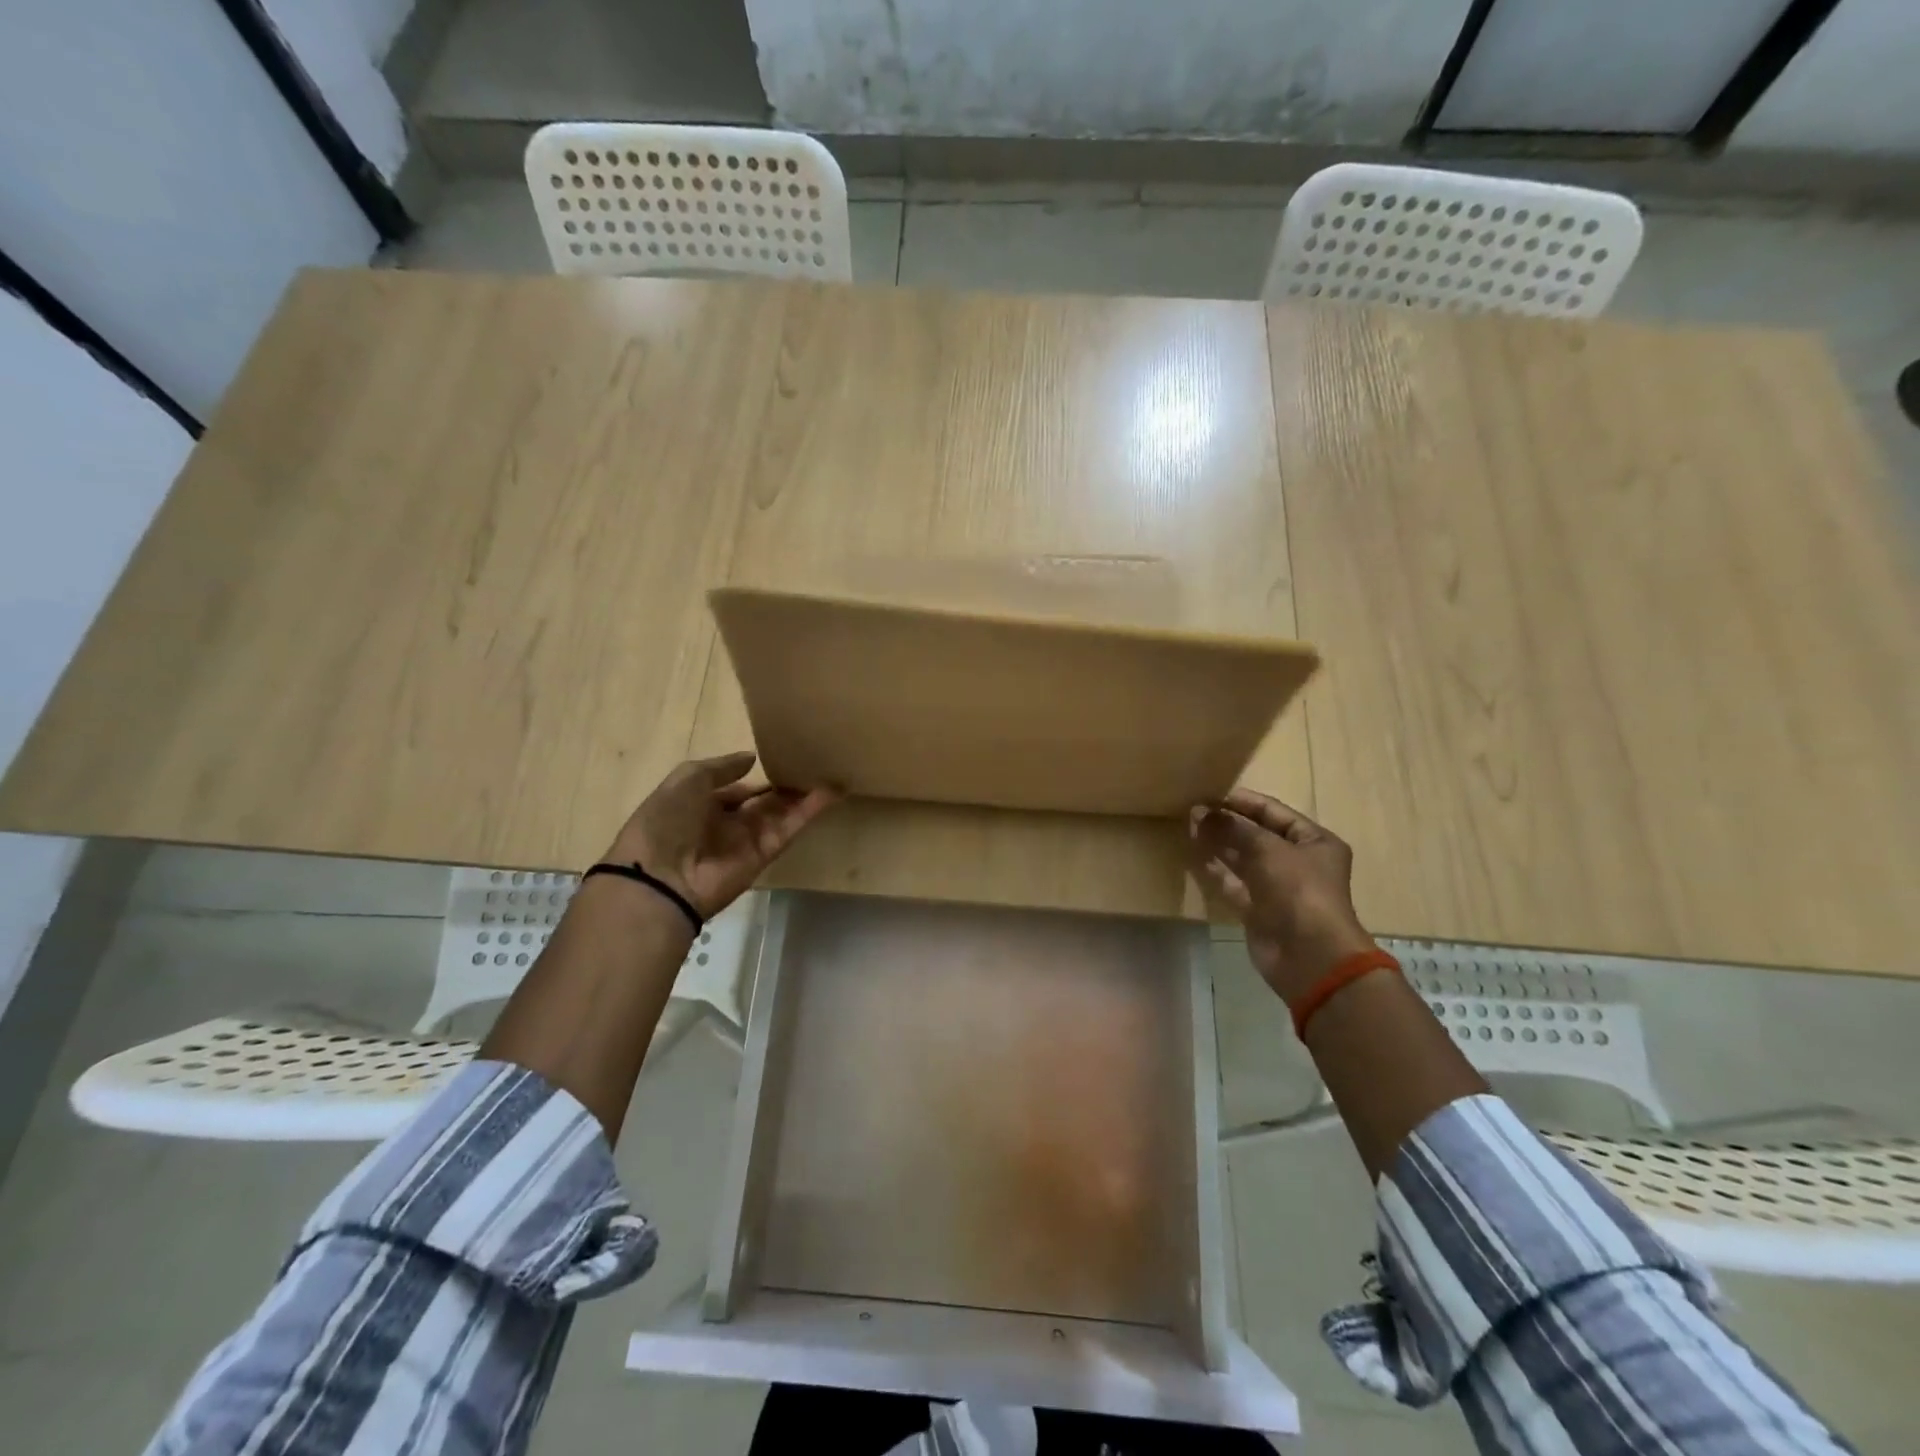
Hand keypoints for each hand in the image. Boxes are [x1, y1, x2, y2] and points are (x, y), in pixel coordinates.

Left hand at [601, 752, 838, 918]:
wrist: (660, 878)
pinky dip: (810, 812)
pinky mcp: (765, 855)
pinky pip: (790, 829)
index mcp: (700, 804)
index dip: (758, 776)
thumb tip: (752, 758)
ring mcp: (747, 840)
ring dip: (804, 795)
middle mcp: (725, 822)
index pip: (736, 788)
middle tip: (814, 763)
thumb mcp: (687, 779)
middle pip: (763, 802)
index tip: (784, 758)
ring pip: (781, 813)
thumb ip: (722, 767)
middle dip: (785, 785)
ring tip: (831, 770)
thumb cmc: (666, 820)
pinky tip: (831, 792)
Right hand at [1189, 788, 1374, 1004]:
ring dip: (1218, 844)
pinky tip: (1193, 856)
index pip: (1274, 813)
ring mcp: (1277, 888)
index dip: (1243, 802)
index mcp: (1314, 842)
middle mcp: (1298, 862)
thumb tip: (1200, 811)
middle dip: (1226, 823)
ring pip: (1242, 859)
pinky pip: (1233, 884)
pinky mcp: (1258, 910)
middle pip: (1257, 835)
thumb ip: (1233, 828)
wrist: (1309, 956)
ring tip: (1188, 827)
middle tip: (1192, 811)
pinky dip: (1215, 871)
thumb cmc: (1299, 891)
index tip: (1210, 794)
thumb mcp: (1268, 850)